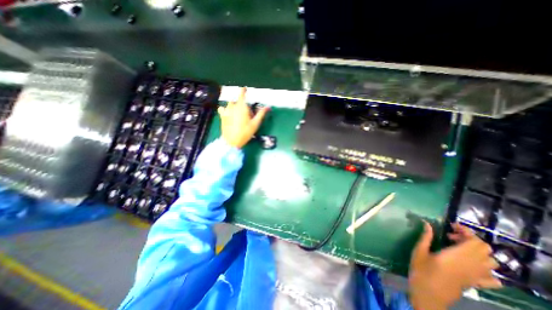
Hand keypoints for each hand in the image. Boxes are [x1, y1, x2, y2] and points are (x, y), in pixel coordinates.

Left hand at [220, 87, 270, 148]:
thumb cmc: (245, 132)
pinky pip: (223, 109)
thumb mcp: (255, 123)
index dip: (244, 90)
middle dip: (242, 105)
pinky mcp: (222, 116)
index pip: (242, 94)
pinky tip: (229, 115)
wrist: (232, 141)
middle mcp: (232, 106)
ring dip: (234, 107)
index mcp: (241, 106)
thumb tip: (268, 107)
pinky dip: (226, 110)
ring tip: (238, 115)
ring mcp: (226, 110)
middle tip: (246, 114)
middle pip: (238, 101)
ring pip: (230, 104)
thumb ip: (261, 113)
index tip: (245, 89)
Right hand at [409, 223, 500, 309]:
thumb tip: (427, 223)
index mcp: (457, 256)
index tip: (451, 226)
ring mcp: (476, 276)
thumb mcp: (419, 251)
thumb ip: (425, 237)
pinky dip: (487, 269)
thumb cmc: (421, 270)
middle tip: (452, 236)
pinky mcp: (476, 283)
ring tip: (460, 248)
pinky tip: (472, 265)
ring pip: (491, 262)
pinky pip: (492, 278)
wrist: (429, 295)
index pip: (474, 241)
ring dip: (479, 251)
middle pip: (485, 249)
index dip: (466, 231)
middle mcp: (471, 266)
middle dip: (470, 238)